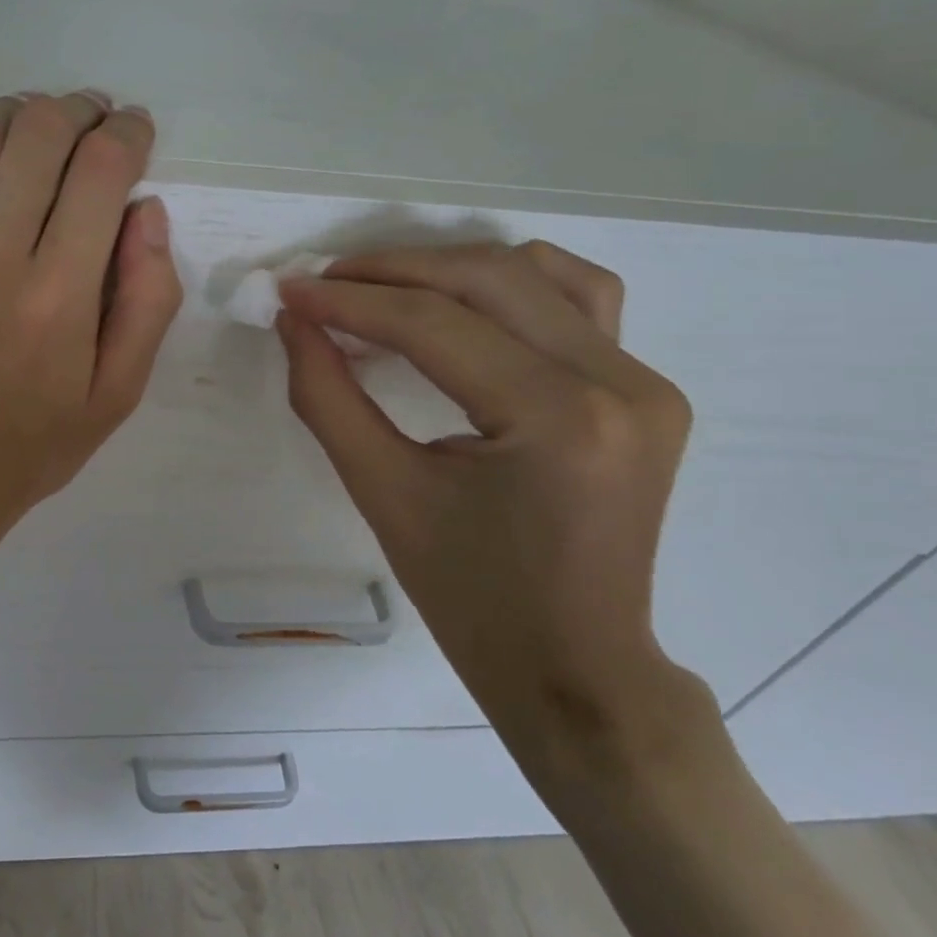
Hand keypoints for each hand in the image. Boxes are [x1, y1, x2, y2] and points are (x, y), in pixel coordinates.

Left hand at [0, 91, 182, 632]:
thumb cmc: (30, 448)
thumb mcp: (117, 395)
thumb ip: (147, 301)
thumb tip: (146, 209)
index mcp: (59, 300)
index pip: (101, 172)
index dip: (127, 132)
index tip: (133, 129)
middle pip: (36, 138)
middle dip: (75, 111)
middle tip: (87, 120)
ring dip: (8, 114)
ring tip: (27, 129)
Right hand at [277, 242, 710, 774]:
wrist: (573, 668)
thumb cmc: (470, 598)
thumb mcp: (383, 493)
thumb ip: (328, 397)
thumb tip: (295, 322)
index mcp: (555, 420)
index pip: (434, 326)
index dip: (350, 302)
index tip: (289, 291)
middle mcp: (617, 383)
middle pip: (487, 280)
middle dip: (392, 271)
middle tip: (323, 284)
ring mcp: (644, 383)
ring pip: (540, 274)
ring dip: (450, 268)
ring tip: (384, 287)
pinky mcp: (647, 391)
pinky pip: (582, 302)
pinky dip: (515, 284)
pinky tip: (469, 300)